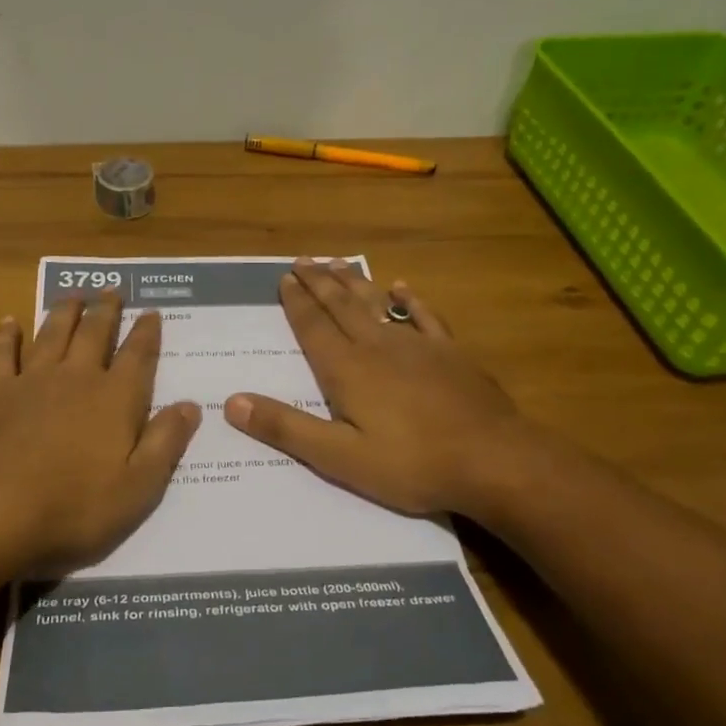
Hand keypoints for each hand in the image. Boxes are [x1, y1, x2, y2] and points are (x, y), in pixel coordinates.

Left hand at [0, 294, 201, 574]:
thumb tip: (191, 405)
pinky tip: (9, 322)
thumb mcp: (139, 487)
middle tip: (112, 289)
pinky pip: (0, 354)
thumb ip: (165, 442)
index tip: (152, 311)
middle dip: (106, 310)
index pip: (138, 356)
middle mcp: (75, 379)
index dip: (147, 332)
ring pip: (52, 333)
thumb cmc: (74, 507)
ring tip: (74, 295)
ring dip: (65, 311)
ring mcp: (31, 382)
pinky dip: (6, 336)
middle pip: (94, 334)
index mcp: (115, 400)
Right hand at [223, 259, 527, 516]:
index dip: (296, 303)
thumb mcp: (338, 458)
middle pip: (342, 306)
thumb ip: (286, 428)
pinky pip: (425, 317)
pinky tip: (402, 288)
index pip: (313, 327)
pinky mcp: (450, 354)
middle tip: (303, 260)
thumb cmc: (411, 464)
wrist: (493, 461)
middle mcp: (378, 347)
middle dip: (320, 283)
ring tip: (338, 263)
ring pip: (378, 304)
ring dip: (355, 283)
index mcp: (347, 370)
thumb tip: (233, 402)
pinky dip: (410, 301)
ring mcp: (418, 346)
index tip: (284, 278)